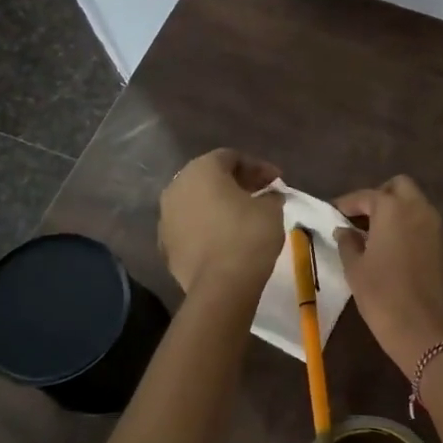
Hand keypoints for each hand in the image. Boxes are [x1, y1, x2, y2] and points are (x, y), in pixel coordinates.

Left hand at [159, 149, 283, 296]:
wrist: (221, 286)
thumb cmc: (248, 236)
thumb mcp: (271, 209)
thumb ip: (270, 195)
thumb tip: (269, 195)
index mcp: (202, 170)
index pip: (232, 157)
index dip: (258, 167)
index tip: (277, 181)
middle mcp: (177, 186)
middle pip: (210, 177)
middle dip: (236, 183)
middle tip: (261, 194)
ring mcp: (166, 216)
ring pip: (197, 201)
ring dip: (219, 204)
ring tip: (243, 216)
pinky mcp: (165, 244)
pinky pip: (190, 225)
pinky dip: (207, 225)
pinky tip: (225, 237)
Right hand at [334, 176, 442, 376]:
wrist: (424, 331)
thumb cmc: (382, 296)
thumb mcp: (355, 269)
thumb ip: (347, 242)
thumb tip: (343, 230)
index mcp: (393, 209)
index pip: (366, 196)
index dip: (347, 203)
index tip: (332, 212)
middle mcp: (418, 209)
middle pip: (398, 187)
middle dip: (378, 196)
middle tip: (358, 218)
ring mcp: (434, 226)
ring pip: (413, 202)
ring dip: (394, 209)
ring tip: (371, 233)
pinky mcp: (442, 244)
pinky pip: (422, 221)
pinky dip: (406, 224)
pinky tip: (389, 246)